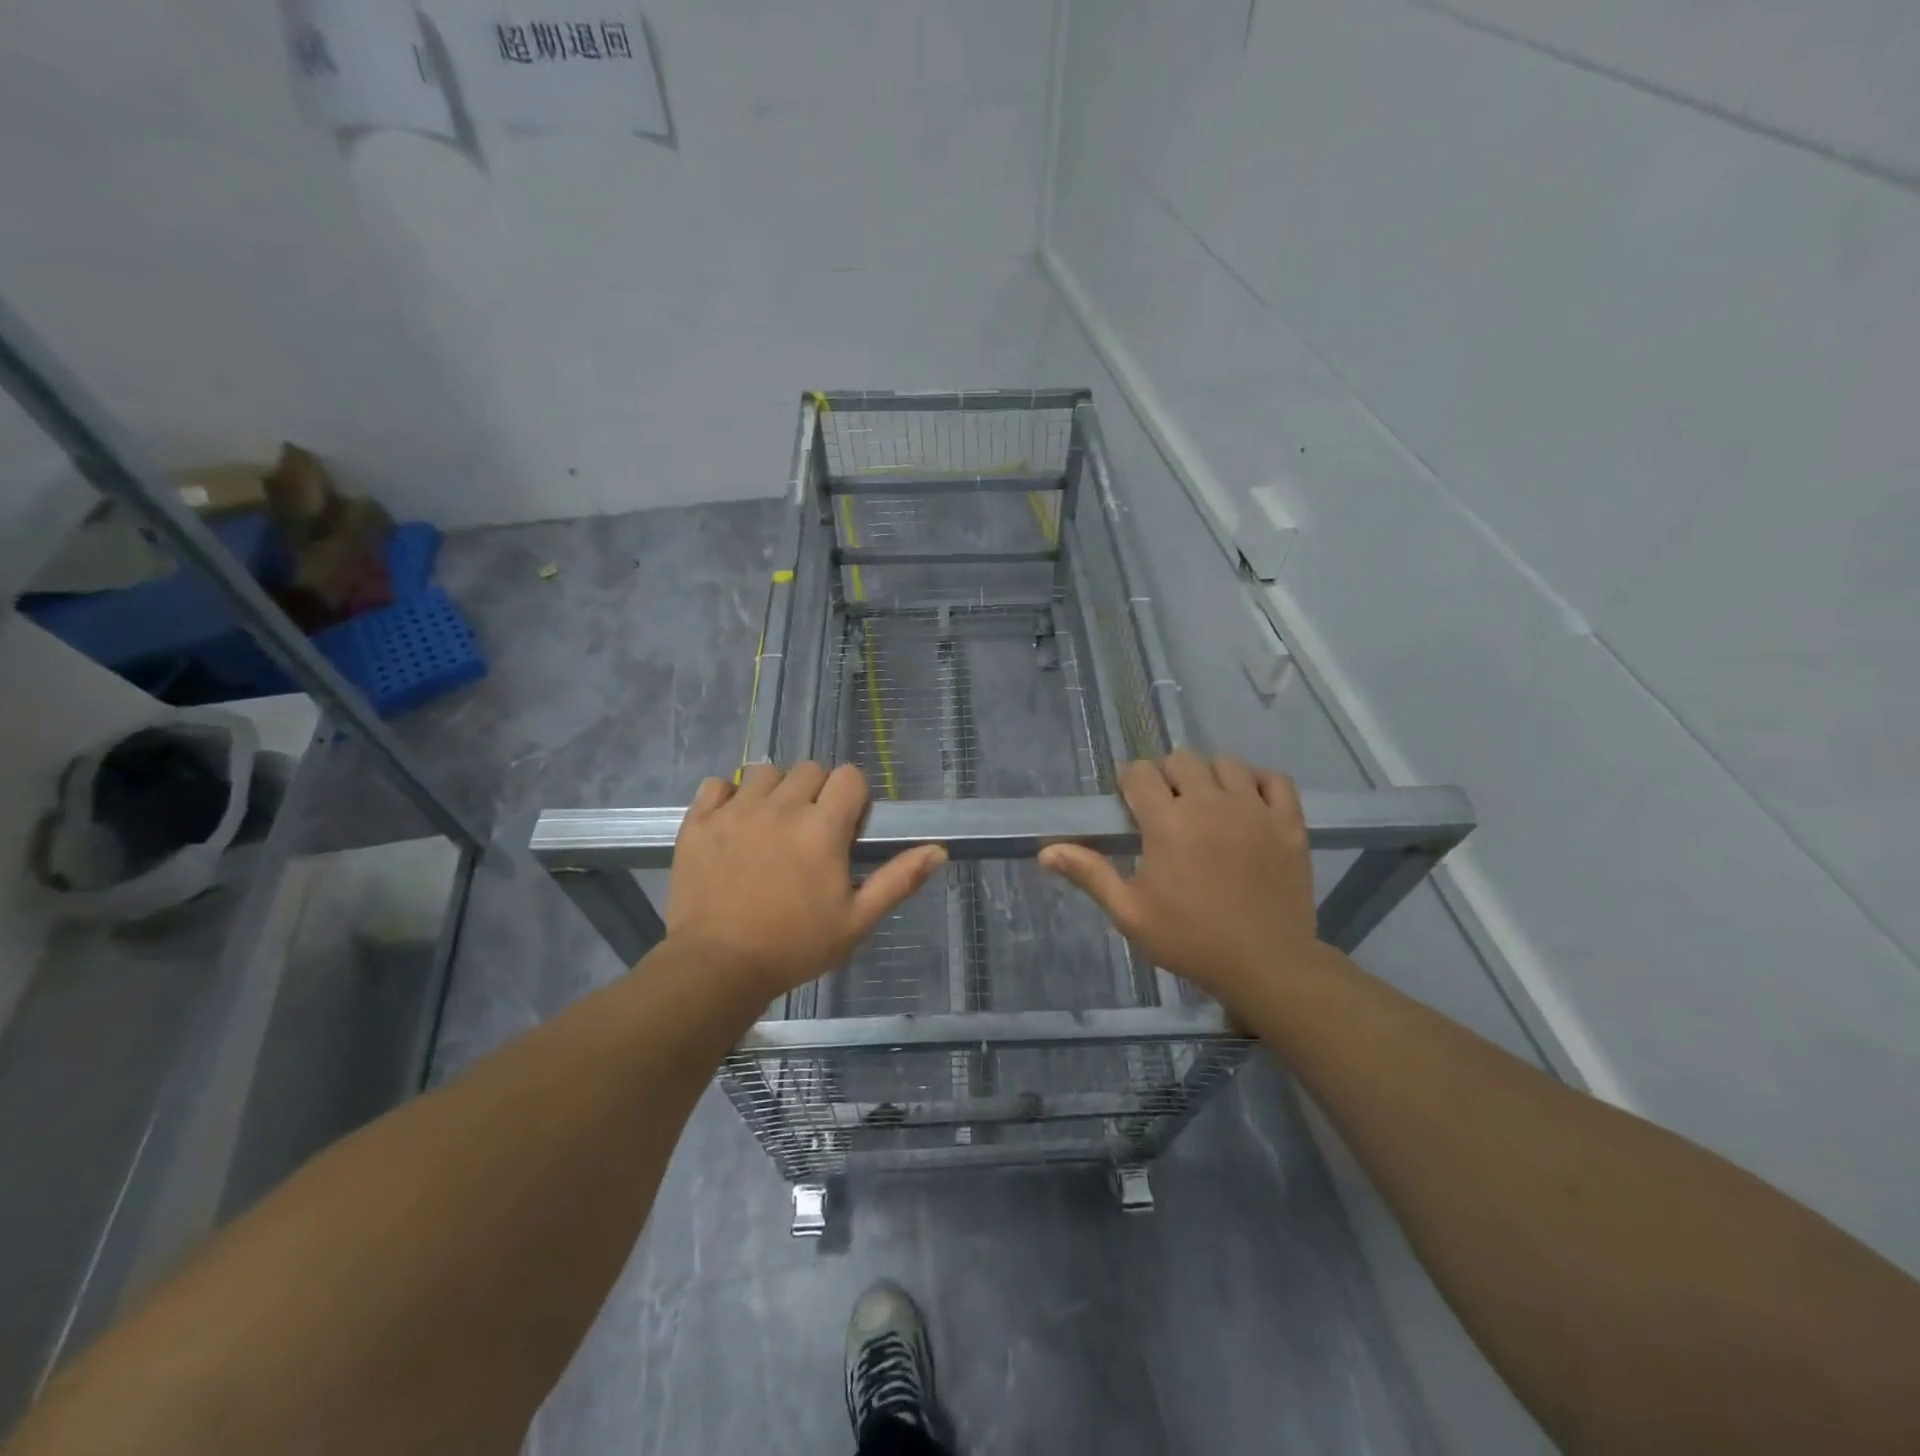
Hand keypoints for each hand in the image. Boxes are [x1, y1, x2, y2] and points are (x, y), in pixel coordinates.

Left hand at [666, 763, 945, 998]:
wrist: (716, 969)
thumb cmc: (795, 946)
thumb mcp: (857, 921)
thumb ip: (899, 880)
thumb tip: (939, 850)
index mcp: (822, 827)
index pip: (849, 776)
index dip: (853, 798)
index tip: (846, 828)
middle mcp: (780, 807)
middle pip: (809, 769)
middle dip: (817, 792)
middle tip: (811, 832)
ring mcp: (735, 811)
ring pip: (765, 773)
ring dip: (775, 791)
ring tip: (772, 826)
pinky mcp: (699, 822)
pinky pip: (716, 785)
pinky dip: (728, 797)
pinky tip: (733, 824)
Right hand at [1039, 750, 1316, 1008]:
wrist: (1265, 963)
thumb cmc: (1189, 939)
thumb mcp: (1130, 912)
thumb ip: (1090, 873)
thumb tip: (1046, 851)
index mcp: (1167, 821)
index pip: (1139, 773)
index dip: (1130, 783)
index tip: (1130, 805)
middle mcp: (1209, 802)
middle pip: (1182, 759)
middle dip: (1167, 776)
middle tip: (1166, 808)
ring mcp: (1254, 809)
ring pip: (1227, 763)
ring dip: (1210, 776)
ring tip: (1207, 804)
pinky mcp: (1288, 822)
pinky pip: (1274, 780)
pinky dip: (1259, 782)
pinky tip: (1248, 802)